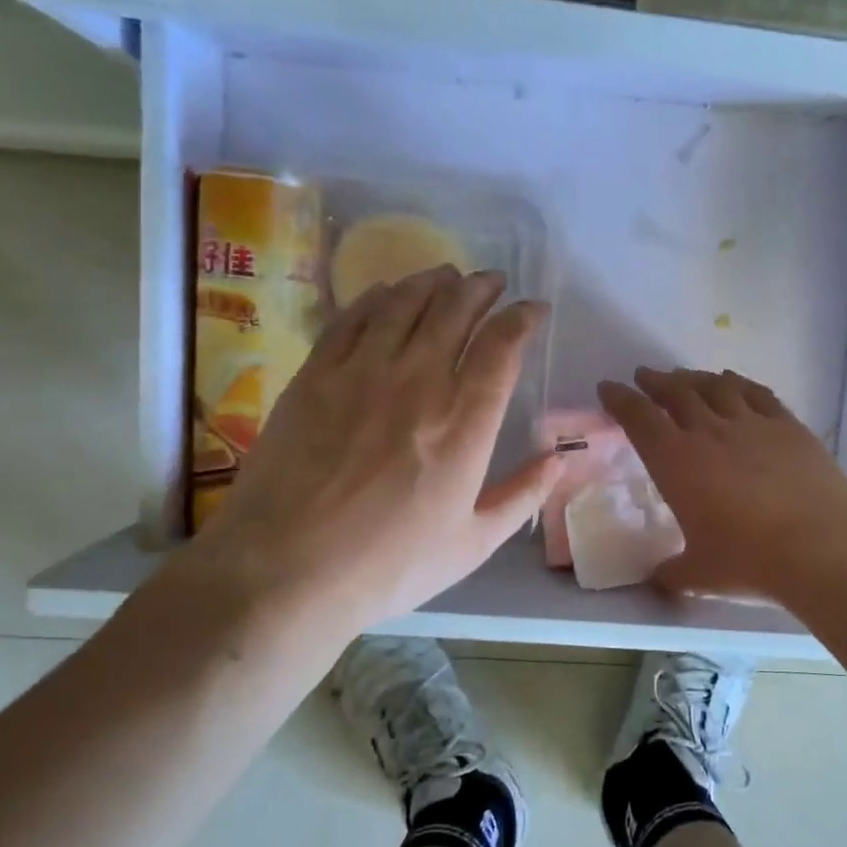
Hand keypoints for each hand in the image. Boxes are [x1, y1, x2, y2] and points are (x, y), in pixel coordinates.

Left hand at [197, 266, 558, 636]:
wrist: (285, 570)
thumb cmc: (388, 565)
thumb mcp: (472, 543)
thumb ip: (523, 495)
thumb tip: (560, 458)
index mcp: (464, 424)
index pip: (502, 346)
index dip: (523, 317)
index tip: (534, 309)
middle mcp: (418, 382)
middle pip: (455, 309)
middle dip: (481, 288)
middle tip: (492, 283)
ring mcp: (361, 372)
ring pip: (405, 302)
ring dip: (433, 282)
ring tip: (447, 277)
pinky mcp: (315, 375)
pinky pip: (353, 317)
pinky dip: (378, 297)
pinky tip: (388, 293)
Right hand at [597, 367, 846, 603]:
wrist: (820, 545)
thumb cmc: (749, 559)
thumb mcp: (699, 574)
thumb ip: (673, 573)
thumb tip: (659, 579)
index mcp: (676, 462)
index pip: (639, 418)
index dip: (620, 399)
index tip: (609, 387)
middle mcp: (709, 432)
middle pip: (676, 393)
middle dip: (656, 382)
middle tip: (646, 376)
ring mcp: (751, 424)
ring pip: (716, 387)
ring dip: (695, 378)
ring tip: (684, 377)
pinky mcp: (788, 426)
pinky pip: (757, 394)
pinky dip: (739, 383)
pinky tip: (733, 382)